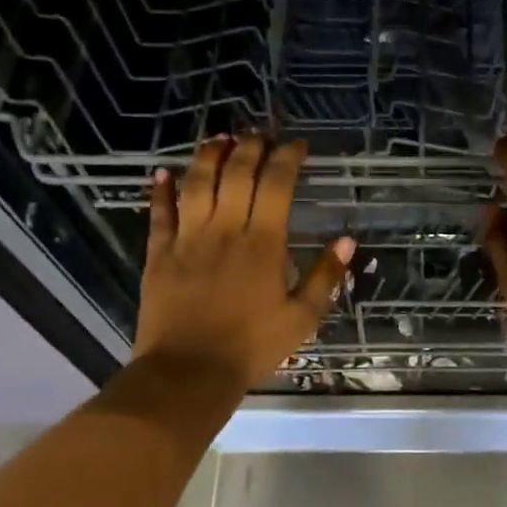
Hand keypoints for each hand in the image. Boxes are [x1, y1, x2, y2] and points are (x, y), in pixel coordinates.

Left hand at [133, 136, 354, 391]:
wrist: (189, 372)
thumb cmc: (251, 347)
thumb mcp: (302, 318)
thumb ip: (325, 277)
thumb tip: (346, 240)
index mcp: (263, 244)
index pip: (276, 184)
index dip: (288, 158)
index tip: (298, 145)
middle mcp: (225, 230)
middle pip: (236, 173)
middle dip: (251, 146)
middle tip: (261, 134)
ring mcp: (188, 239)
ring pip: (197, 183)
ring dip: (209, 156)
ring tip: (220, 139)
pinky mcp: (159, 254)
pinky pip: (160, 213)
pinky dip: (161, 190)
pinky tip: (163, 173)